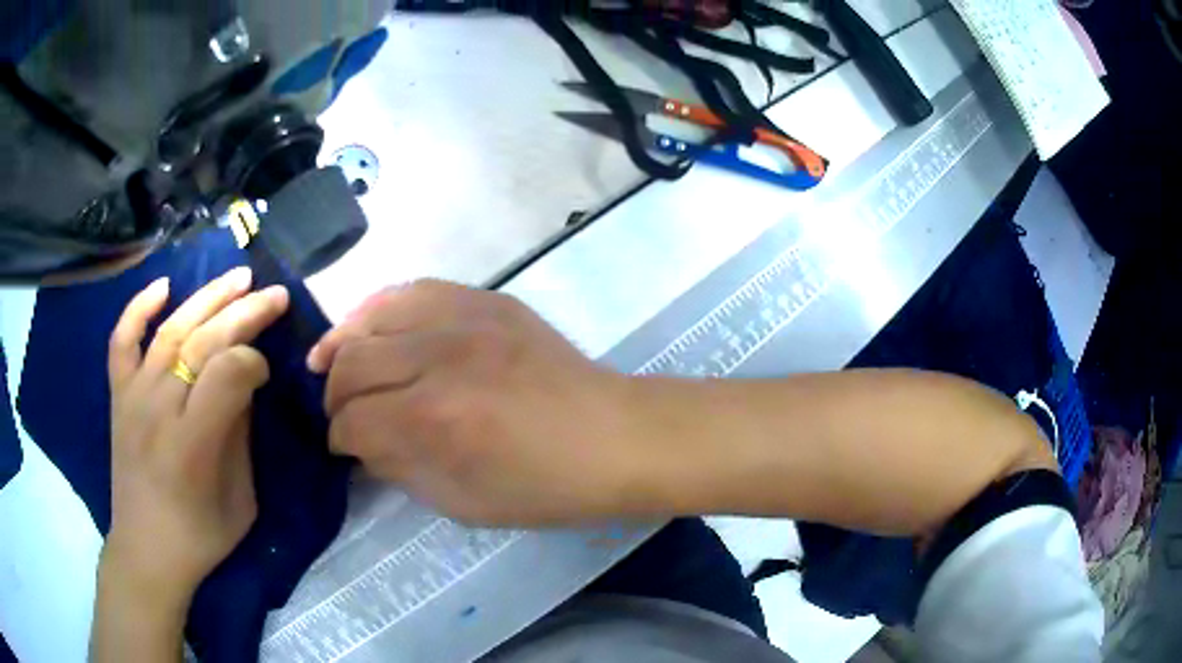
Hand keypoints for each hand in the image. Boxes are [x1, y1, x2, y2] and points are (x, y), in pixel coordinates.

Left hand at [103, 267, 288, 603]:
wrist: (146, 551)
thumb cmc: (200, 536)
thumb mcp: (240, 501)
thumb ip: (240, 437)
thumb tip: (244, 386)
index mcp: (192, 444)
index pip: (228, 373)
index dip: (254, 362)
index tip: (266, 372)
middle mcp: (158, 410)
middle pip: (202, 342)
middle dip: (243, 314)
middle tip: (273, 295)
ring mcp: (133, 397)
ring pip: (170, 330)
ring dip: (206, 298)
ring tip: (237, 276)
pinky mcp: (118, 396)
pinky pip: (122, 340)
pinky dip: (139, 307)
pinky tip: (164, 286)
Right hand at [308, 280, 645, 526]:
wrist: (613, 436)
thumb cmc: (544, 486)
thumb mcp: (463, 502)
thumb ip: (400, 469)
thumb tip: (361, 444)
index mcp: (433, 421)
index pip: (353, 421)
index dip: (338, 439)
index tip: (341, 447)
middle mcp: (438, 358)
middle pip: (351, 364)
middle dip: (333, 396)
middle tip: (339, 413)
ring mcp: (464, 318)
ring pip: (372, 316)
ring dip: (344, 344)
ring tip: (333, 362)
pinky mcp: (486, 299)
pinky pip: (413, 290)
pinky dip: (380, 310)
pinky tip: (374, 327)